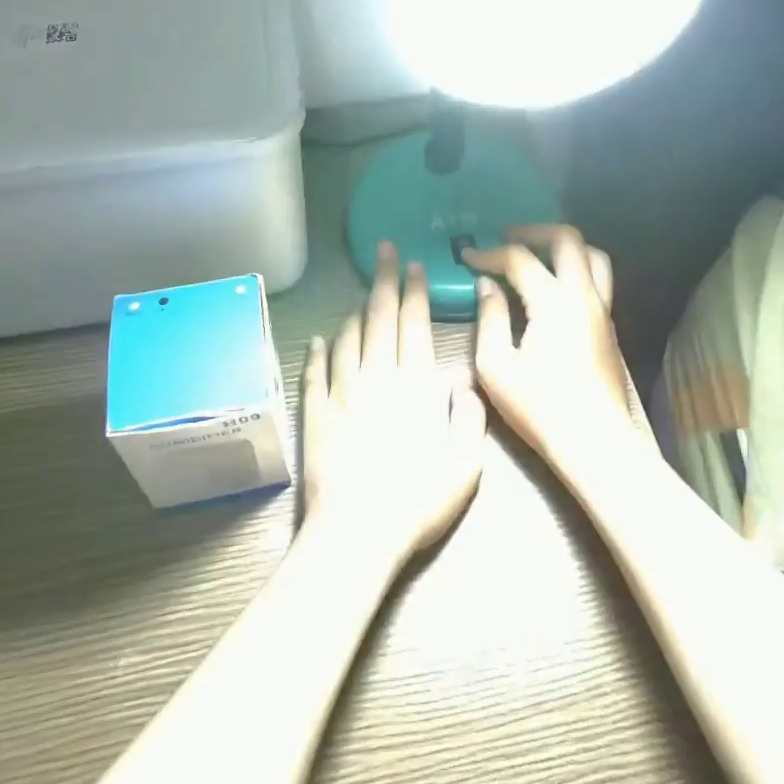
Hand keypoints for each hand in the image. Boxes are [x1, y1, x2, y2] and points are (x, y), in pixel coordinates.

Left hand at [300, 241, 486, 565]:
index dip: (415, 292)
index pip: (415, 325)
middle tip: (384, 250)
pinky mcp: (316, 413)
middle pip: (380, 318)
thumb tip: (461, 383)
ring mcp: (343, 393)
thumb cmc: (418, 502)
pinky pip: (315, 372)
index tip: (414, 265)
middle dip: (385, 280)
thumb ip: (469, 418)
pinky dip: (317, 351)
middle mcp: (379, 378)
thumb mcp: (466, 466)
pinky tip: (319, 337)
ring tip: (361, 291)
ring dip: (356, 311)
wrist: (358, 533)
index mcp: (416, 386)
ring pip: (348, 338)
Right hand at [464, 225, 636, 476]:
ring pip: (592, 255)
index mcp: (554, 301)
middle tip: (507, 237)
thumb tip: (487, 286)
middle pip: (567, 239)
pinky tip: (552, 286)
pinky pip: (597, 278)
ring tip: (536, 254)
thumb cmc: (540, 407)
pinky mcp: (609, 326)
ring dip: (563, 246)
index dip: (489, 253)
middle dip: (533, 231)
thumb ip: (490, 318)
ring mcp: (602, 309)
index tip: (467, 256)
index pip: (519, 259)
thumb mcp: (496, 366)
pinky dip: (574, 267)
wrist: (595, 442)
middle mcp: (584, 295)